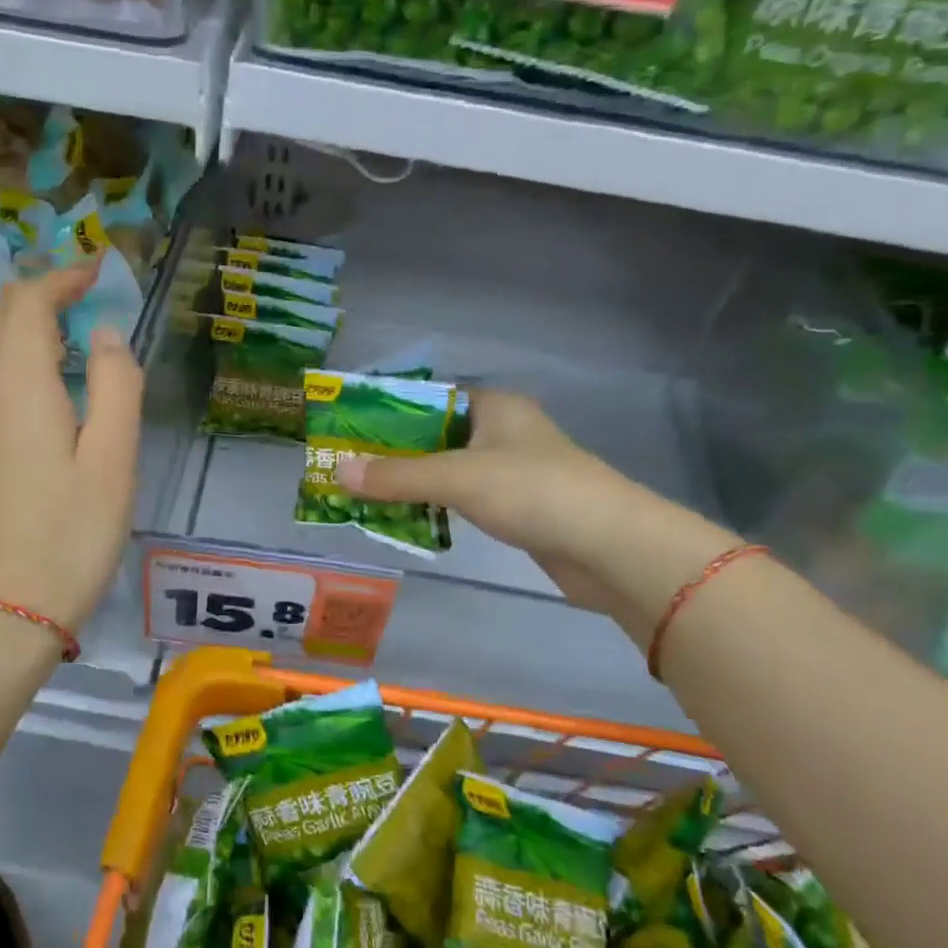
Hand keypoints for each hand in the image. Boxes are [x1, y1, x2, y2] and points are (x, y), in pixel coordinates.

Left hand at [0, 264, 142, 635]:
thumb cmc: (68, 537)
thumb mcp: (115, 462)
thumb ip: (117, 385)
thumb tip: (104, 334)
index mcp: (16, 381)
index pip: (29, 301)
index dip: (62, 279)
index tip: (94, 275)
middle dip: (28, 292)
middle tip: (71, 306)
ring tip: (31, 334)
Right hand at [335, 390, 730, 639]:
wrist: (611, 547)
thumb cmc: (533, 492)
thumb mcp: (457, 478)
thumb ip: (397, 476)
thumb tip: (336, 472)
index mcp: (495, 407)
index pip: (430, 400)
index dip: (388, 413)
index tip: (348, 430)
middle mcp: (504, 432)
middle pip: (436, 436)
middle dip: (395, 454)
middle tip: (348, 467)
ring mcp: (515, 471)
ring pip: (451, 470)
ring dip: (414, 482)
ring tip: (365, 493)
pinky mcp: (521, 507)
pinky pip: (466, 499)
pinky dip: (438, 505)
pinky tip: (410, 517)